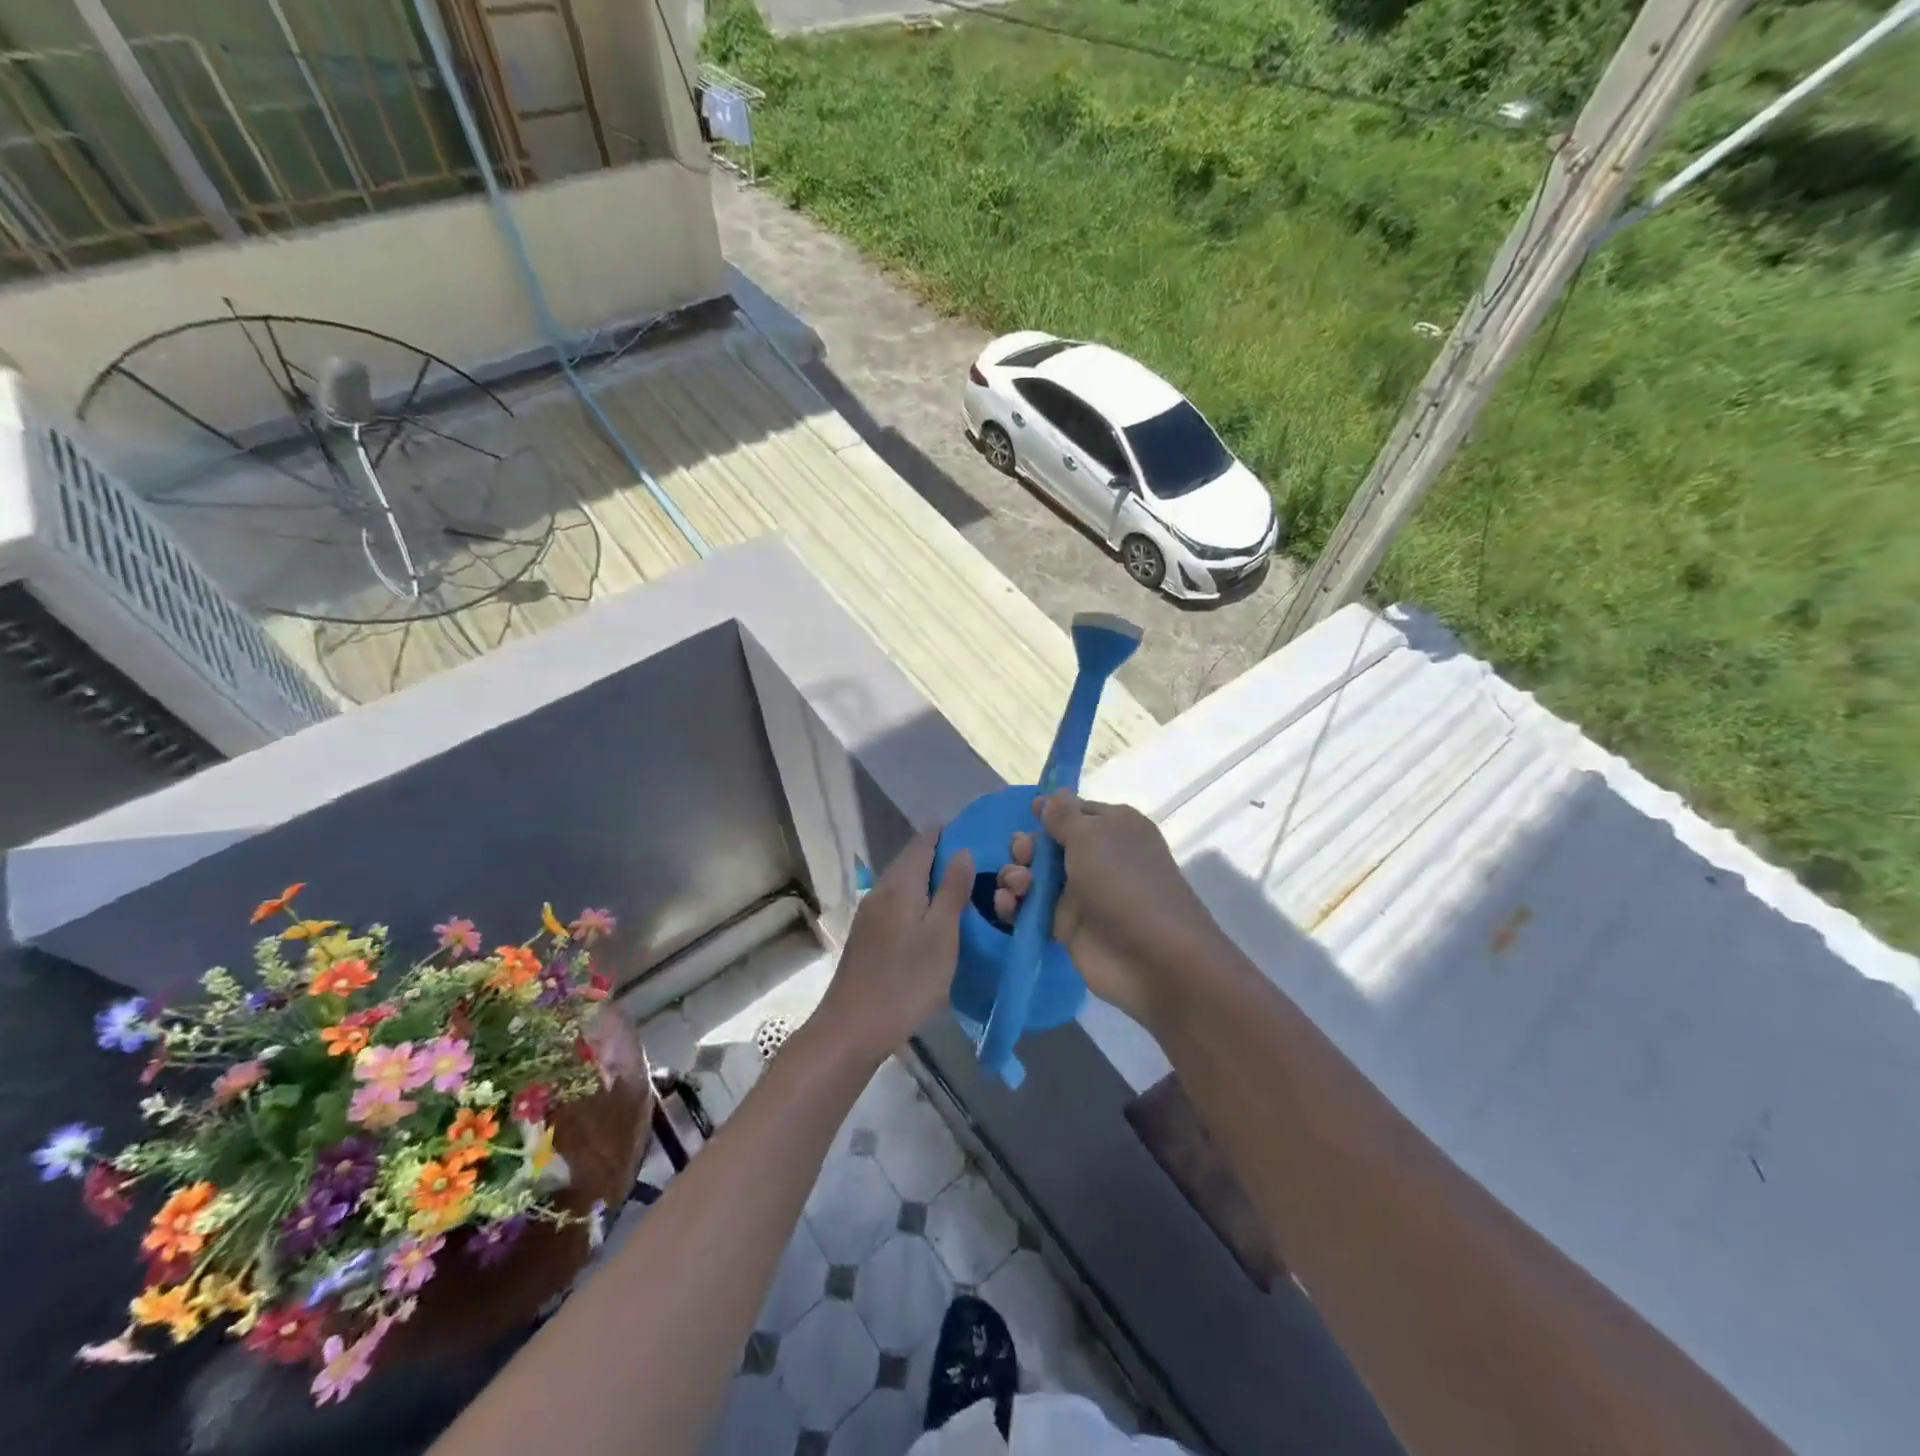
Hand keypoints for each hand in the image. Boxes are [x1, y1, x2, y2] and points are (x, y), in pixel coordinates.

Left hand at [818, 832, 973, 1063]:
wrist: (852, 1028)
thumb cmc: (905, 981)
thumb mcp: (941, 936)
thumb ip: (953, 891)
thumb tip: (962, 851)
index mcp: (899, 885)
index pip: (923, 842)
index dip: (947, 832)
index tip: (975, 831)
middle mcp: (880, 891)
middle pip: (911, 860)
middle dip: (941, 855)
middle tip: (978, 863)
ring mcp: (870, 914)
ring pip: (904, 883)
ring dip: (931, 880)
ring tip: (963, 888)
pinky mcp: (868, 935)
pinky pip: (898, 903)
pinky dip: (919, 900)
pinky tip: (935, 917)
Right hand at [993, 791, 1220, 1027]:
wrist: (1152, 958)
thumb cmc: (1123, 883)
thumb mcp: (1092, 836)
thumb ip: (1064, 815)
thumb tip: (1052, 794)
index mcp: (1112, 827)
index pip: (1073, 810)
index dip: (1049, 812)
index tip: (1030, 813)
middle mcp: (1096, 856)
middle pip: (1047, 843)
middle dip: (1026, 846)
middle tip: (1023, 856)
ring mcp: (1080, 893)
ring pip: (1034, 876)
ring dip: (1015, 875)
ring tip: (1018, 887)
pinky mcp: (1065, 926)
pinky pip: (1030, 908)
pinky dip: (1013, 905)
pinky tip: (1007, 906)